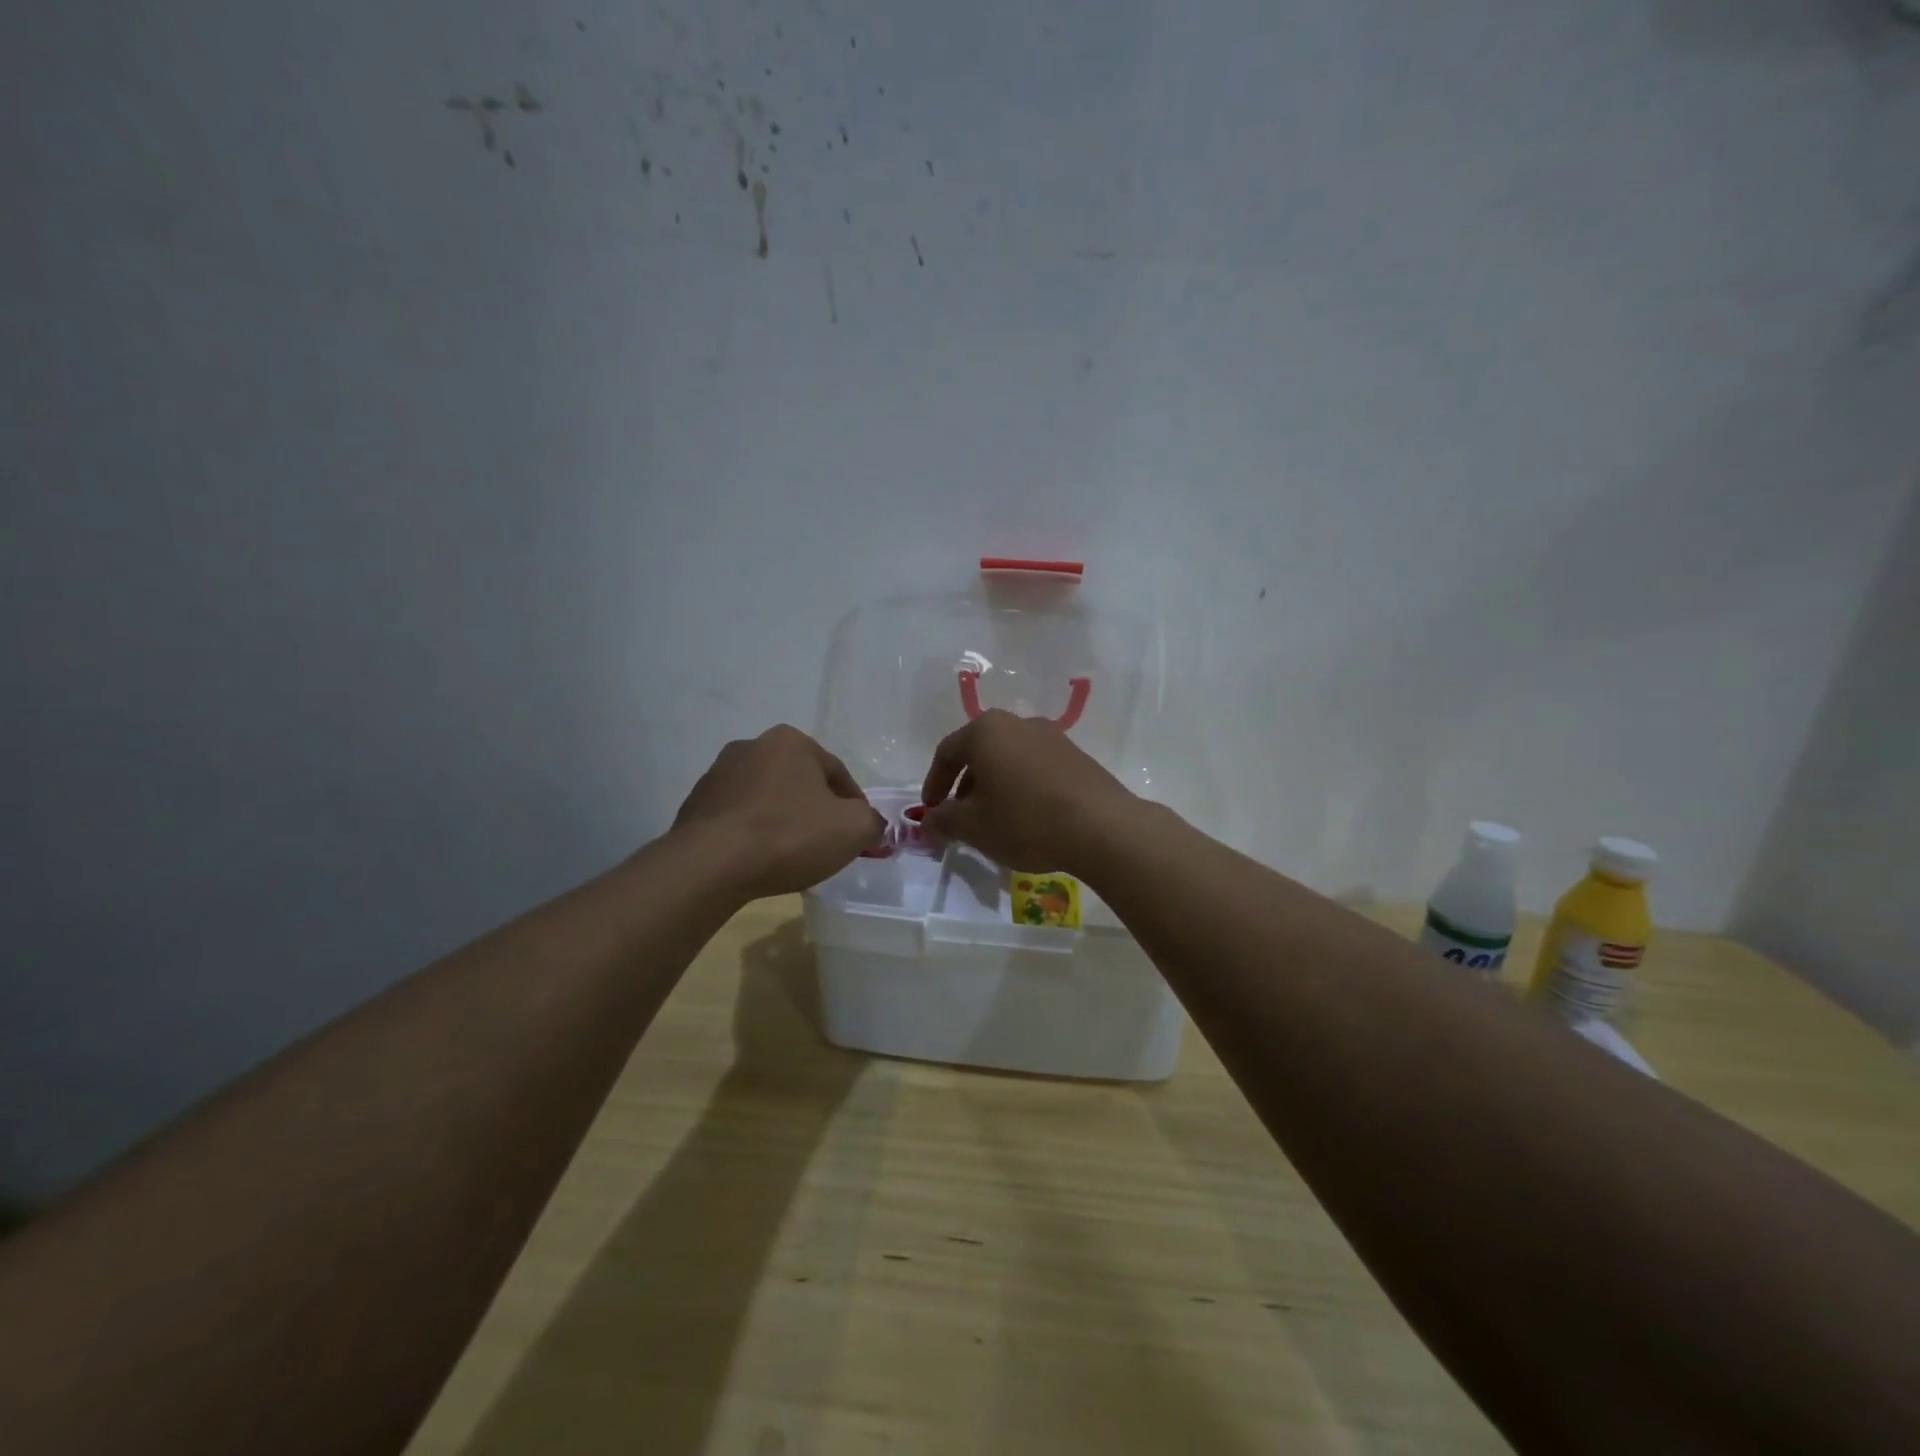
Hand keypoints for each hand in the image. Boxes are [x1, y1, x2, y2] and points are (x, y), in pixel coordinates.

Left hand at [673, 725, 884, 897]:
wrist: (710, 866)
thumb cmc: (789, 836)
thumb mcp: (853, 829)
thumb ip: (872, 822)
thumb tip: (871, 826)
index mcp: (791, 740)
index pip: (838, 773)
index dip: (855, 806)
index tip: (859, 835)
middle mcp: (752, 746)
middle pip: (800, 783)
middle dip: (816, 810)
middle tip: (827, 844)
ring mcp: (718, 774)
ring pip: (768, 799)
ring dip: (783, 820)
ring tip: (792, 855)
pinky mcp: (695, 805)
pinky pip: (739, 818)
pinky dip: (753, 833)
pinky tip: (760, 859)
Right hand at [919, 709, 1143, 876]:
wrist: (1101, 827)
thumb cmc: (1025, 820)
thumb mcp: (973, 826)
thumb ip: (943, 820)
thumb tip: (929, 822)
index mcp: (986, 730)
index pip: (947, 752)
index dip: (933, 783)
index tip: (930, 811)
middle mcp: (1018, 723)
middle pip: (980, 753)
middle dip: (965, 787)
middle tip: (960, 819)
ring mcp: (1052, 737)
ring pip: (1009, 761)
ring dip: (994, 788)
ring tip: (994, 822)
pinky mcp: (1076, 757)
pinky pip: (1036, 769)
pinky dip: (1022, 789)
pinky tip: (1027, 819)